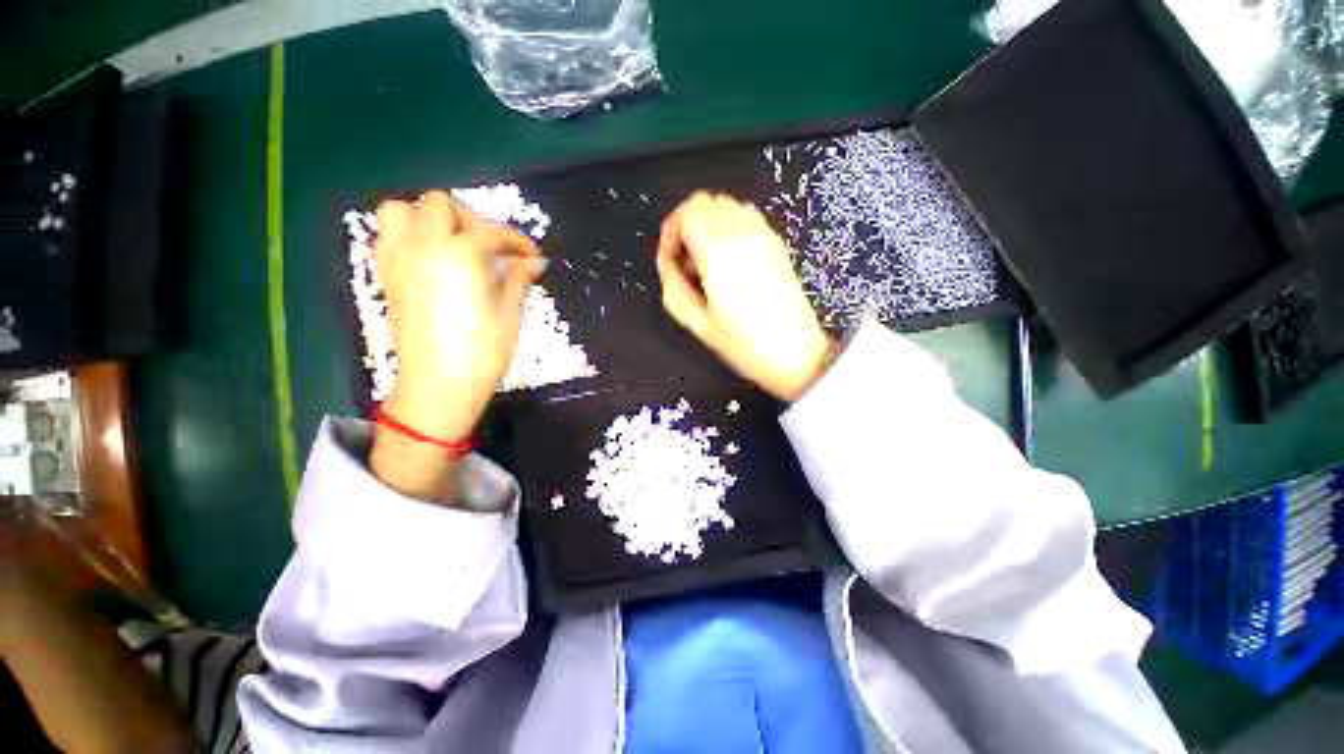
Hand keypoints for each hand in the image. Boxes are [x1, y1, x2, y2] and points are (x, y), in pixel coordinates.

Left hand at [375, 191, 544, 440]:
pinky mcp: (387, 276)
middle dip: (471, 218)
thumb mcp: (510, 313)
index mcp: (460, 255)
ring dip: (429, 218)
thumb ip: (518, 278)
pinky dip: (409, 235)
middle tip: (491, 245)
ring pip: (401, 210)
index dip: (517, 241)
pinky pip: (388, 236)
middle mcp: (424, 246)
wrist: (439, 384)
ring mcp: (399, 259)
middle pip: (441, 204)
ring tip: (453, 243)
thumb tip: (533, 261)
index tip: (532, 255)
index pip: (492, 233)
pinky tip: (432, 258)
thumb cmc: (483, 351)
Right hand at [657, 193, 832, 401]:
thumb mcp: (698, 324)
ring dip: (708, 225)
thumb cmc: (746, 344)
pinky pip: (746, 217)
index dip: (669, 232)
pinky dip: (729, 227)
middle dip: (686, 225)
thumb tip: (668, 267)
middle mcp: (742, 234)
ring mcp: (763, 236)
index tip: (669, 259)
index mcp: (719, 252)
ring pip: (726, 205)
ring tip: (706, 262)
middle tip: (683, 260)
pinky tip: (729, 260)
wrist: (795, 353)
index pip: (686, 213)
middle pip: (705, 202)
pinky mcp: (777, 244)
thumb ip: (673, 289)